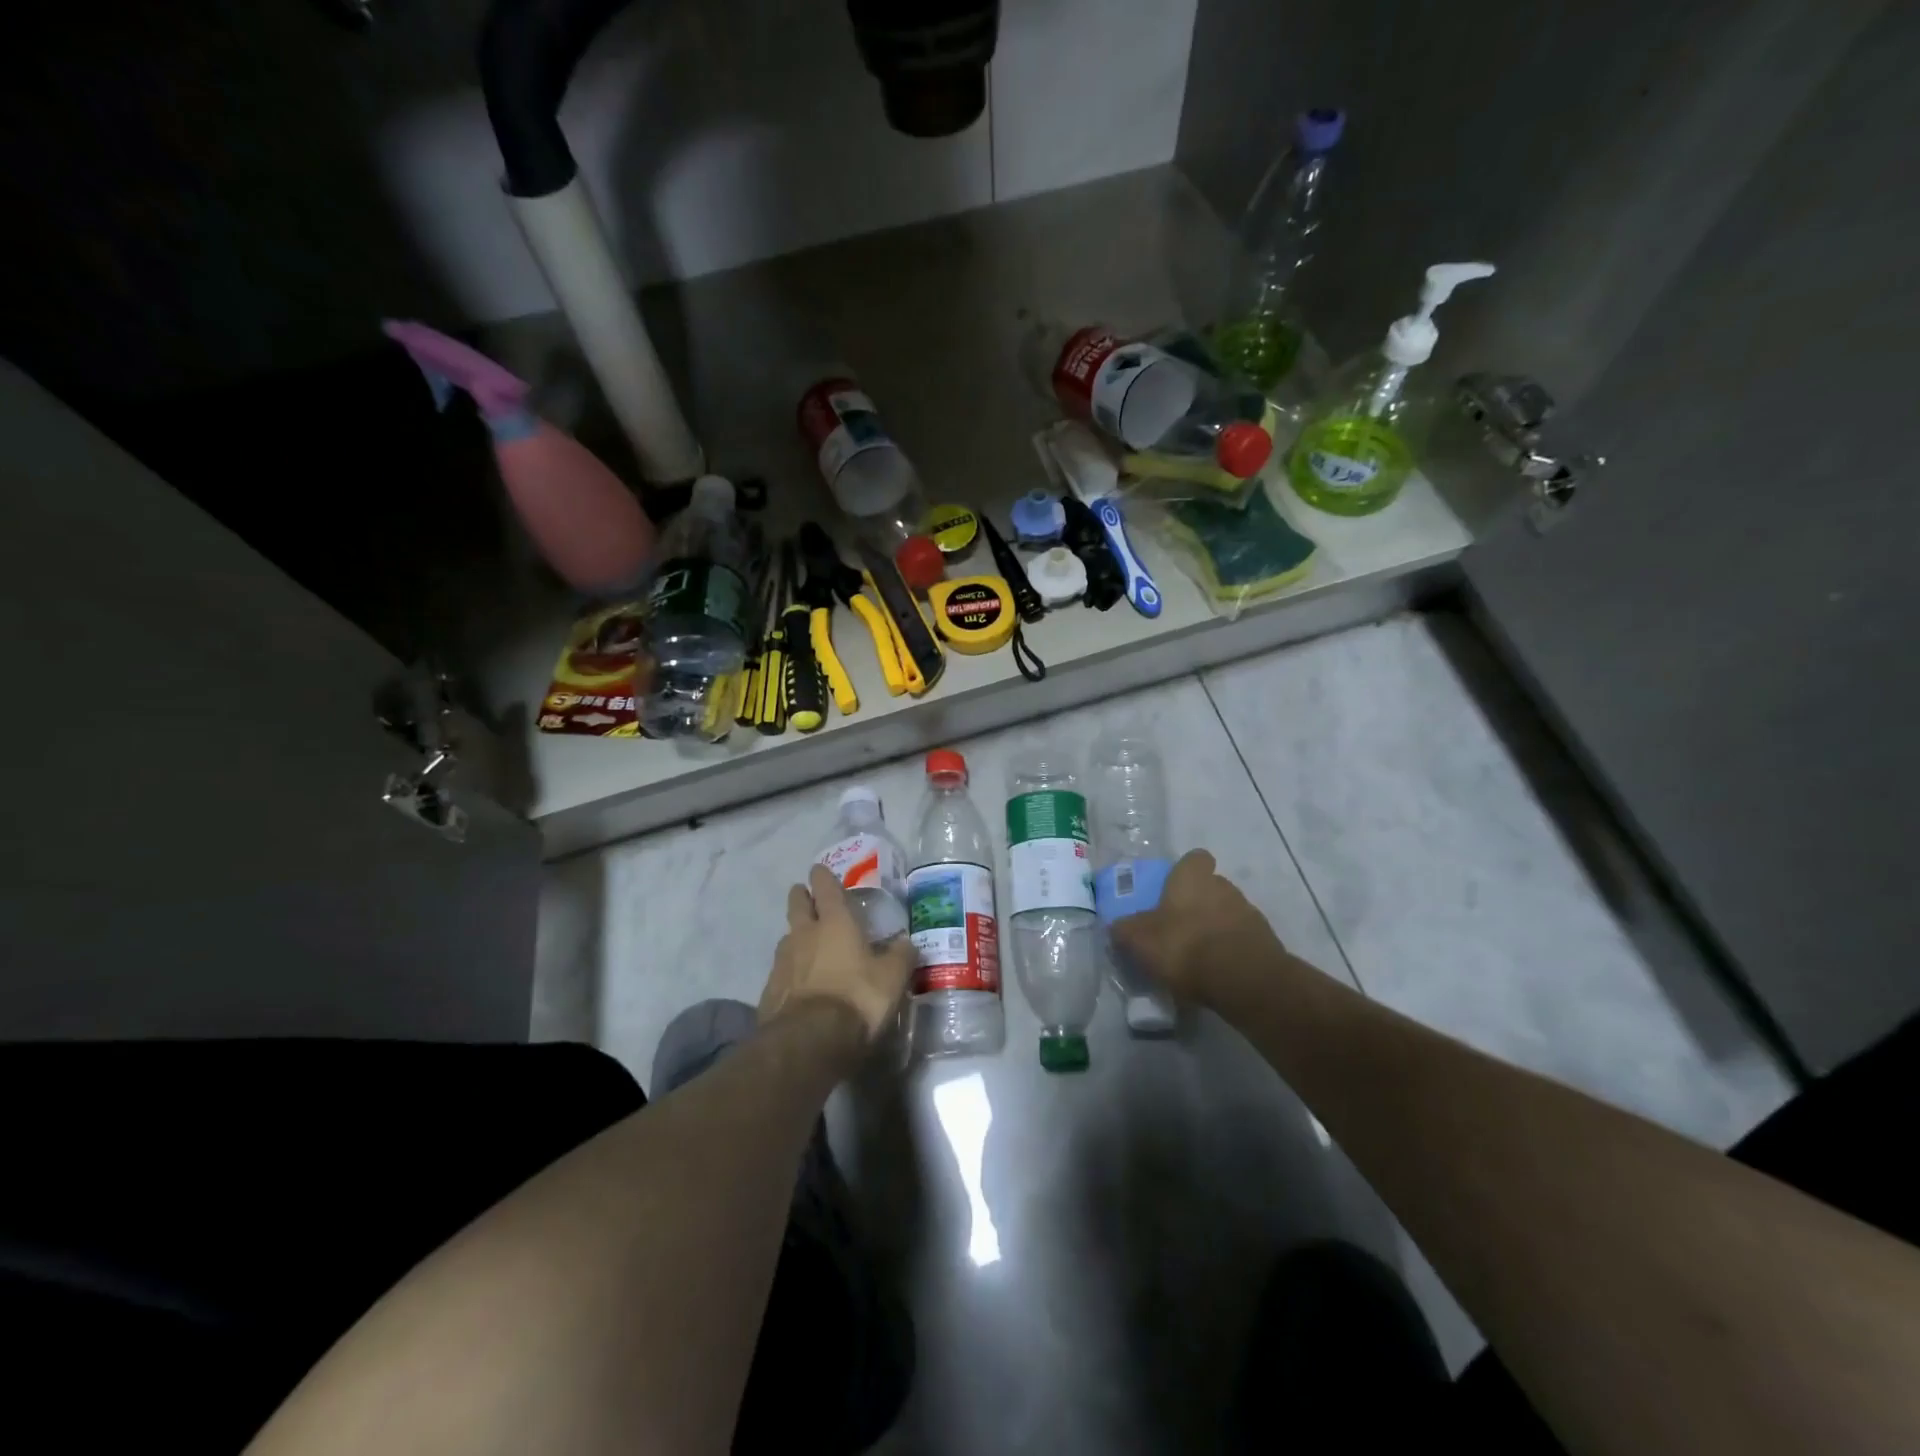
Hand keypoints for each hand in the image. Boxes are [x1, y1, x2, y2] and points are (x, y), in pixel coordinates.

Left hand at [759, 864, 913, 1046]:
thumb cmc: (857, 999)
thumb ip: (900, 956)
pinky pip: (780, 971)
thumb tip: (906, 942)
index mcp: (835, 923)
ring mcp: (782, 963)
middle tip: (805, 895)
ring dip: (795, 935)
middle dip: (801, 897)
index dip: (822, 877)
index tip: (819, 870)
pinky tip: (797, 982)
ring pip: (786, 938)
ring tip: (804, 941)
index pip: (825, 888)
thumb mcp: (892, 978)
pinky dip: (789, 970)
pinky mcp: (770, 991)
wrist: (809, 1042)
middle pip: (797, 906)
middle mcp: (804, 935)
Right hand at [1111, 849, 1287, 1005]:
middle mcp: (1224, 886)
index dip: (1185, 871)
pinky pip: (1241, 939)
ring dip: (1215, 928)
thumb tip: (1117, 926)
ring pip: (1227, 913)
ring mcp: (1249, 913)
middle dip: (1197, 903)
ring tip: (1198, 957)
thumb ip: (1126, 930)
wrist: (1244, 980)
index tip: (1172, 890)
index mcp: (1193, 877)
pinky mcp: (1265, 941)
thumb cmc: (1185, 946)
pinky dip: (1230, 951)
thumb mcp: (1139, 940)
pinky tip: (1216, 973)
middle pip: (1210, 887)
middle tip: (1179, 928)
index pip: (1195, 858)